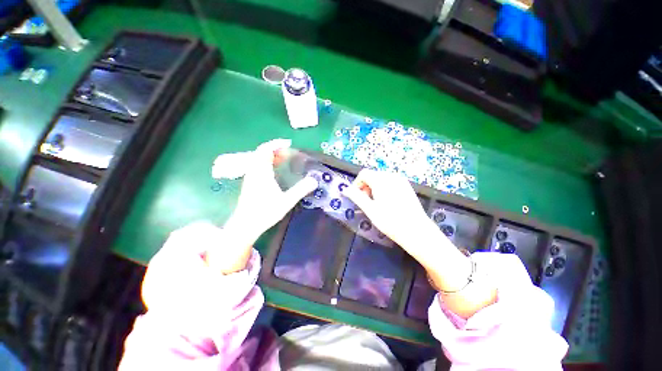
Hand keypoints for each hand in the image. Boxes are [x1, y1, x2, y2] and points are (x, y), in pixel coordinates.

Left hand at [207, 139, 317, 273]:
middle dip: (274, 149)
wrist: (246, 225)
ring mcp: (250, 177)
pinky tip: (274, 171)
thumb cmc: (265, 212)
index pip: (265, 150)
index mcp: (261, 172)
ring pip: (258, 159)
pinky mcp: (249, 182)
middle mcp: (254, 171)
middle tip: (288, 152)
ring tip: (283, 159)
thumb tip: (315, 180)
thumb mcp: (286, 201)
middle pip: (261, 152)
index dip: (276, 144)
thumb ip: (301, 190)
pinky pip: (257, 166)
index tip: (288, 143)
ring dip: (270, 156)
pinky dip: (266, 163)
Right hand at [344, 169, 494, 316]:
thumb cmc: (390, 221)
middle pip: (373, 176)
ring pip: (381, 179)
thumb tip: (345, 189)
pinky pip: (390, 183)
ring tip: (376, 204)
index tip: (356, 197)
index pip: (364, 174)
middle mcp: (392, 176)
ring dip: (374, 188)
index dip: (357, 184)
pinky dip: (384, 189)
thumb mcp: (370, 209)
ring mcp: (401, 181)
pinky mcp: (407, 186)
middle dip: (365, 186)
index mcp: (381, 180)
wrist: (417, 231)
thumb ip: (356, 196)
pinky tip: (387, 203)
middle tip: (366, 202)